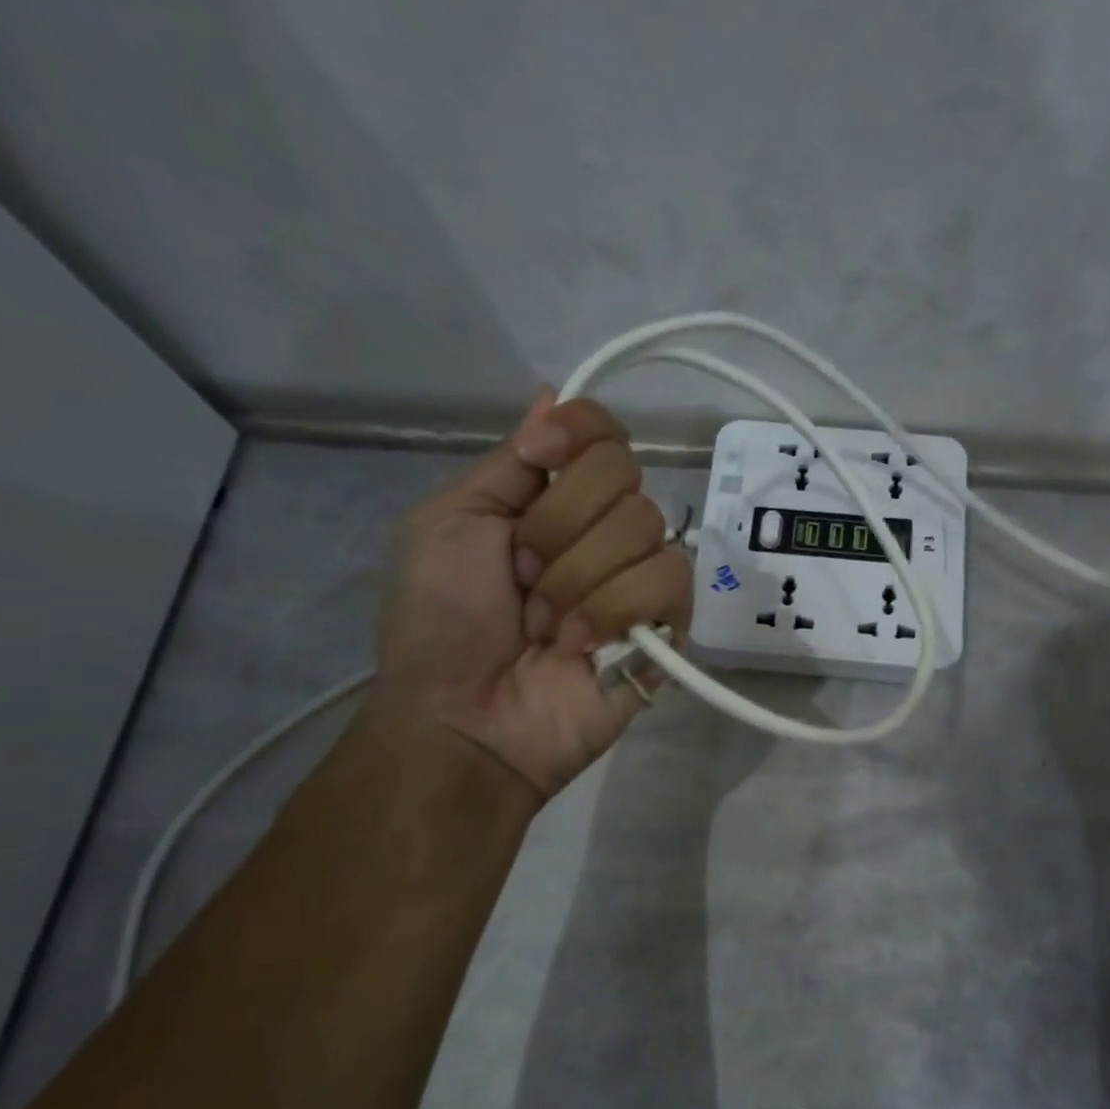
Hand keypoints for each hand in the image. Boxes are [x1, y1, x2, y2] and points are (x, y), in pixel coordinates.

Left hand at [375, 388, 692, 797]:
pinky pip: (670, 580)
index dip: (581, 433)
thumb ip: (510, 462)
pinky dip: (614, 610)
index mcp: (549, 497)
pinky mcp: (667, 624)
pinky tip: (581, 646)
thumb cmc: (439, 620)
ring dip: (578, 579)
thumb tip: (554, 392)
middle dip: (558, 527)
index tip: (542, 457)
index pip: (602, 431)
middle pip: (624, 473)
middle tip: (521, 575)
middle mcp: (601, 527)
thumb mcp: (448, 522)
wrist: (463, 717)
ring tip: (546, 626)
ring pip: (647, 527)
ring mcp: (637, 576)